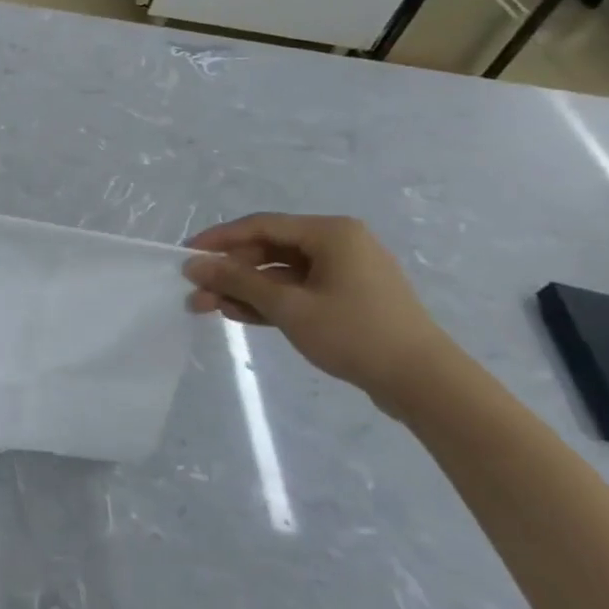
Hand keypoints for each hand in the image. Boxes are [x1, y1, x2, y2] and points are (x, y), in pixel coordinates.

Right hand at [183, 213, 461, 406]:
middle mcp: (338, 243)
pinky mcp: (347, 298)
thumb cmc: (354, 333)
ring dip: (245, 290)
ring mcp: (345, 272)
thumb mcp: (288, 307)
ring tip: (210, 309)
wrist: (423, 383)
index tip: (185, 256)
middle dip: (230, 272)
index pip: (260, 225)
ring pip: (280, 273)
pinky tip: (239, 314)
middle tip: (196, 294)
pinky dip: (269, 301)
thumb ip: (238, 282)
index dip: (218, 240)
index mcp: (330, 233)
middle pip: (269, 249)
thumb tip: (194, 265)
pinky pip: (298, 290)